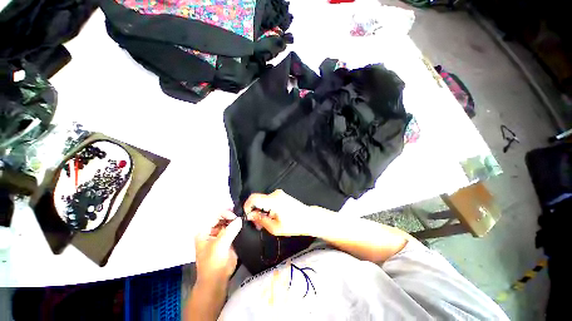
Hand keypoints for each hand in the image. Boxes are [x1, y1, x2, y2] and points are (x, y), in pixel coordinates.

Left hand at [194, 210, 241, 285]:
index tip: (235, 217)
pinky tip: (243, 225)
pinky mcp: (228, 239)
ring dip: (235, 221)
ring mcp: (220, 235)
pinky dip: (238, 226)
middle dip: (231, 216)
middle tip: (241, 217)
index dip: (224, 214)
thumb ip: (230, 230)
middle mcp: (211, 231)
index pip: (214, 216)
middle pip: (222, 218)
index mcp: (204, 231)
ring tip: (243, 220)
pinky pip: (233, 229)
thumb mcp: (220, 245)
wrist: (217, 280)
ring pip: (228, 222)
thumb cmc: (213, 262)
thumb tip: (240, 219)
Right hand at [244, 189, 324, 235]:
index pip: (253, 198)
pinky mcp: (281, 195)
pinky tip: (270, 217)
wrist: (309, 218)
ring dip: (260, 210)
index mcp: (273, 200)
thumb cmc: (294, 225)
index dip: (246, 206)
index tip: (247, 217)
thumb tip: (250, 215)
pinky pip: (269, 200)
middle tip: (257, 224)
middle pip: (257, 199)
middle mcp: (275, 194)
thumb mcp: (275, 227)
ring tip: (265, 223)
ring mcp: (279, 193)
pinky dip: (266, 208)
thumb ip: (260, 220)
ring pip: (263, 200)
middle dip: (254, 211)